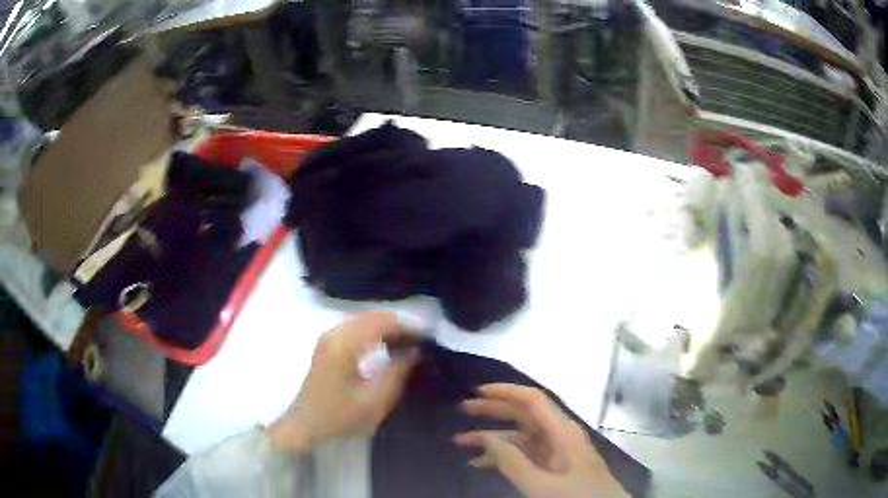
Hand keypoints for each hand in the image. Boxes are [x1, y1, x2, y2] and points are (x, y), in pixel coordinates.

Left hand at [266, 312, 418, 452]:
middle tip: (419, 339)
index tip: (426, 335)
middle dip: (396, 324)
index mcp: (344, 345)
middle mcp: (334, 334)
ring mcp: (327, 339)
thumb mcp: (375, 401)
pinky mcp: (325, 347)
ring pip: (361, 321)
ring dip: (384, 327)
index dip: (406, 326)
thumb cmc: (340, 418)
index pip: (380, 322)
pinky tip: (383, 346)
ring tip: (406, 342)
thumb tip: (414, 352)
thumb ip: (397, 373)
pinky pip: (353, 329)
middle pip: (370, 317)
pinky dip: (371, 332)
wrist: (305, 427)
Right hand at [454, 384, 627, 497]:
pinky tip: (480, 464)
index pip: (533, 400)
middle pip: (525, 414)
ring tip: (461, 442)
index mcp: (562, 432)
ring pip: (521, 436)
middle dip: (494, 410)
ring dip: (493, 438)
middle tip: (463, 409)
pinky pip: (525, 454)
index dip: (506, 391)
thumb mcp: (541, 485)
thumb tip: (486, 437)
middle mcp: (560, 436)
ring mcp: (558, 452)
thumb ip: (513, 462)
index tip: (477, 391)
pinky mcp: (555, 467)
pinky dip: (503, 456)